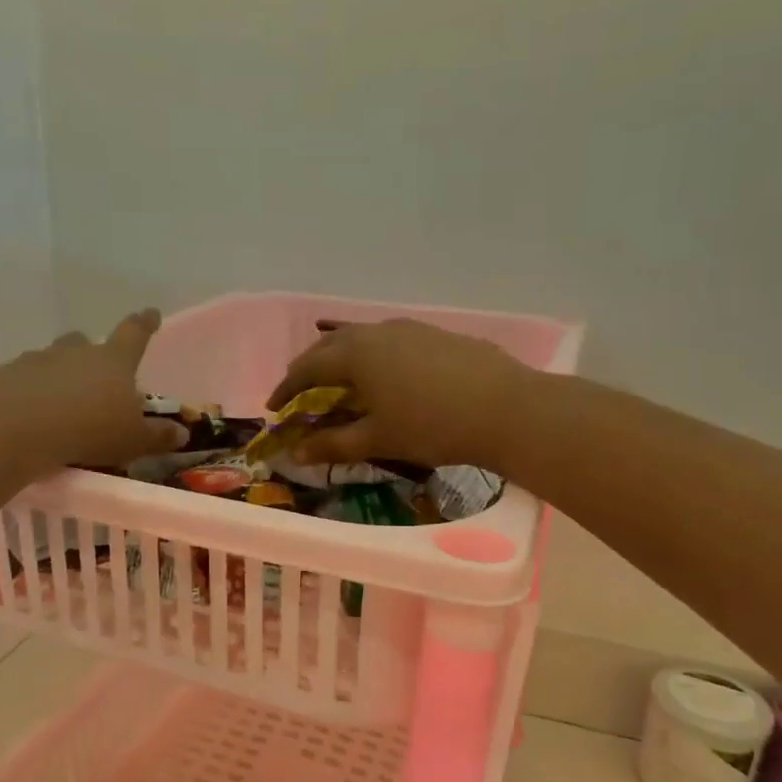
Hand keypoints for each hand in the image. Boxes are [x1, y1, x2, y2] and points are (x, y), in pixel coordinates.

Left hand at [0, 309, 186, 470]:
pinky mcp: (6, 376)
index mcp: (113, 361)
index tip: (150, 313)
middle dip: (91, 352)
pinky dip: (30, 391)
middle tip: (95, 372)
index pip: (134, 334)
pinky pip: (24, 380)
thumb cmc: (88, 429)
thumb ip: (157, 436)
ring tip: (61, 400)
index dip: (144, 324)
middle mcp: (75, 352)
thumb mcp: (132, 439)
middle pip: (85, 342)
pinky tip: (30, 413)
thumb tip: (182, 432)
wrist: (16, 427)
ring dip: (59, 374)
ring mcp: (37, 360)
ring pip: (53, 359)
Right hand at [267, 318, 534, 471]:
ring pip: (363, 339)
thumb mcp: (378, 439)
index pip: (307, 368)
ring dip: (343, 359)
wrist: (507, 409)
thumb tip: (295, 452)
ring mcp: (410, 329)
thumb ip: (333, 444)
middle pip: (331, 347)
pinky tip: (386, 375)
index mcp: (355, 354)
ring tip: (339, 382)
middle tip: (300, 391)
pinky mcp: (437, 335)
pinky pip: (390, 341)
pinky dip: (374, 357)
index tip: (274, 408)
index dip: (286, 388)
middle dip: (310, 369)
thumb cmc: (432, 426)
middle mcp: (378, 332)